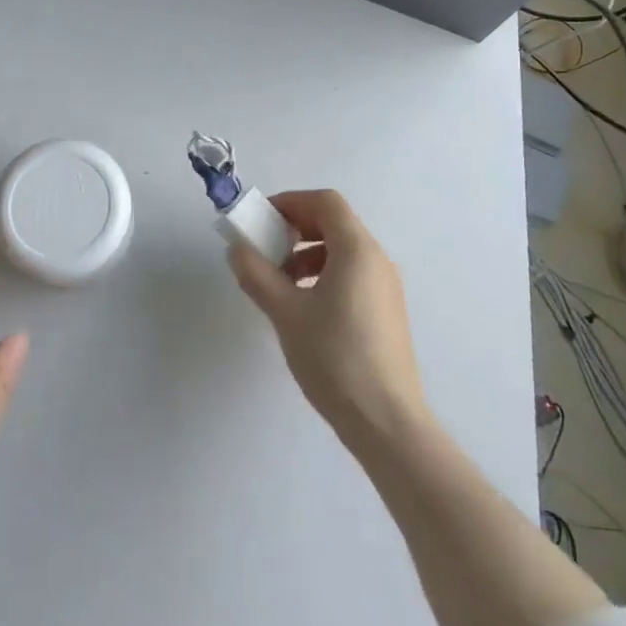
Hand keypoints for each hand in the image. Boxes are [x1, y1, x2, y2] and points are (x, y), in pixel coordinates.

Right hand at [227, 189, 430, 450]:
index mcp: (357, 250)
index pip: (325, 202)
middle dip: (296, 227)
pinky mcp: (386, 311)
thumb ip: (257, 275)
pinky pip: (352, 273)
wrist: (387, 422)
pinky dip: (324, 273)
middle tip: (266, 248)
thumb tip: (237, 249)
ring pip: (343, 250)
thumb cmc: (335, 358)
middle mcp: (377, 259)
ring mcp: (385, 286)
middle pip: (335, 222)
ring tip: (279, 282)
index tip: (261, 219)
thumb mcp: (286, 313)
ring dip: (308, 253)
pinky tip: (304, 307)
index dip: (291, 202)